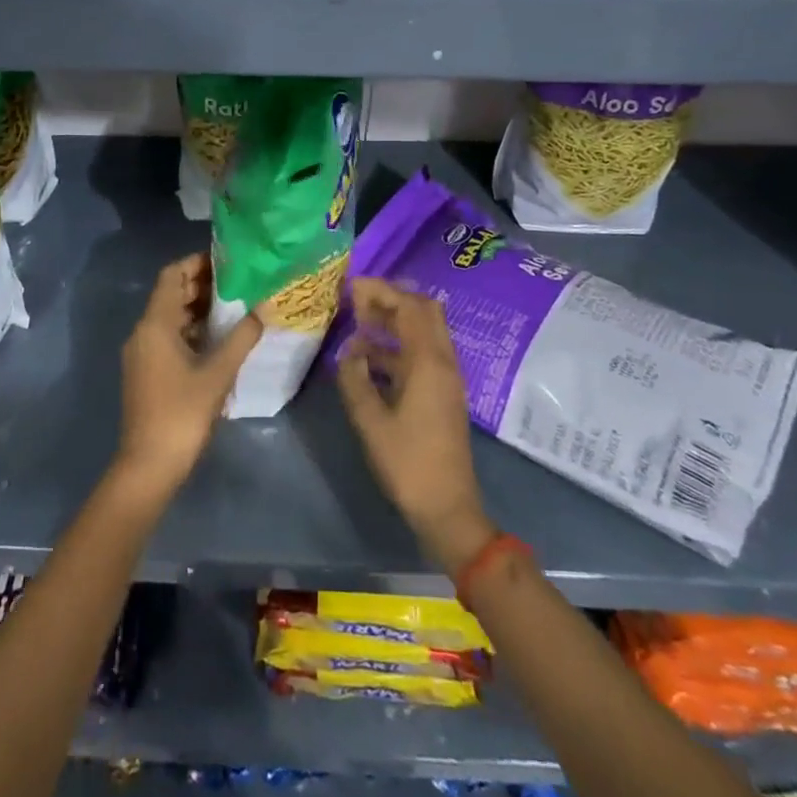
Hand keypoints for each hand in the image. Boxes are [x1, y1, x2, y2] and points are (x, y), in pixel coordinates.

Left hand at [113, 254, 261, 501]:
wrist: (149, 465)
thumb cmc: (182, 413)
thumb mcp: (218, 374)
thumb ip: (241, 338)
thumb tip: (263, 309)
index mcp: (155, 324)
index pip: (172, 275)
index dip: (196, 263)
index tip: (227, 260)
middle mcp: (143, 332)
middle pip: (171, 294)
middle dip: (201, 285)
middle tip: (239, 282)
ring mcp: (142, 353)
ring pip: (169, 318)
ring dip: (197, 309)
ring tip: (234, 307)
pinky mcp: (145, 371)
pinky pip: (167, 337)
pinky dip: (190, 331)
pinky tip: (218, 339)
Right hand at [337, 278, 495, 571]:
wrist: (448, 509)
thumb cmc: (408, 464)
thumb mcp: (370, 421)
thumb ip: (355, 380)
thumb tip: (349, 352)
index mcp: (428, 363)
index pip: (409, 308)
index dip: (381, 291)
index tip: (352, 286)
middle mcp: (443, 363)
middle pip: (424, 312)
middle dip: (391, 300)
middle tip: (358, 301)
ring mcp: (446, 379)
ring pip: (423, 333)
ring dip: (394, 323)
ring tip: (358, 325)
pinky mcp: (442, 394)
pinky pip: (421, 355)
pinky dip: (397, 347)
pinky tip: (369, 360)